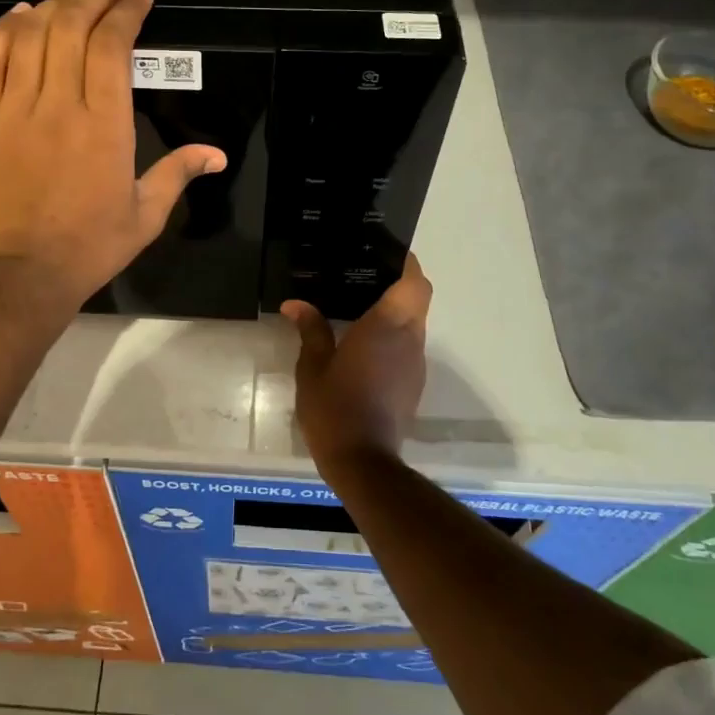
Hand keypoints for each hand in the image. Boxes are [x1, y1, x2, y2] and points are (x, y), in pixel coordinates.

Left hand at [0, 0, 225, 310]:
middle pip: (72, 26)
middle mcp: (59, 104)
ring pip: (31, 34)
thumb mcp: (147, 213)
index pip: (113, 45)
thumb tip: (218, 155)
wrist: (23, 273)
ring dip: (54, 1)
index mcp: (105, 123)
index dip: (126, 9)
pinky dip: (6, 29)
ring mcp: (14, 109)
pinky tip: (22, 13)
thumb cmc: (91, 244)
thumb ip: (180, 172)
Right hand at [282, 254, 433, 466]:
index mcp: (387, 327)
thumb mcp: (312, 367)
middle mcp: (409, 340)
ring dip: (397, 311)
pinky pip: (409, 346)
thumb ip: (310, 330)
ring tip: (361, 305)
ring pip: (415, 323)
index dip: (408, 264)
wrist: (363, 462)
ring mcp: (415, 364)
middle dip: (400, 284)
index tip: (388, 252)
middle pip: (418, 299)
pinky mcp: (413, 384)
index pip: (414, 283)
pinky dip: (394, 335)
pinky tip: (365, 342)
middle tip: (366, 275)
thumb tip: (295, 304)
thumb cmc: (335, 407)